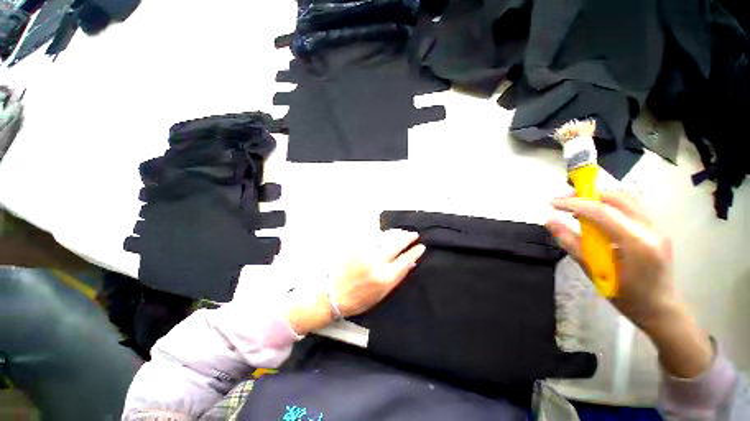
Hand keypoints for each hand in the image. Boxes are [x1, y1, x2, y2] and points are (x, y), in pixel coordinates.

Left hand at [287, 229, 425, 334]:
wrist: (334, 294)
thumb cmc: (359, 299)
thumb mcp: (383, 294)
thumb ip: (397, 277)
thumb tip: (410, 263)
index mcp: (384, 277)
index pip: (405, 259)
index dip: (414, 251)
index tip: (421, 246)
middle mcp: (376, 262)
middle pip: (396, 244)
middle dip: (407, 237)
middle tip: (413, 234)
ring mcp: (365, 252)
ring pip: (385, 238)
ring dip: (396, 234)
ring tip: (402, 232)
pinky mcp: (356, 247)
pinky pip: (373, 238)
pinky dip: (382, 235)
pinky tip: (386, 234)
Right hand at [546, 190, 674, 329]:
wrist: (660, 309)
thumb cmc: (626, 296)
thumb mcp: (594, 271)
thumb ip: (571, 243)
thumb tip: (550, 222)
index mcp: (636, 243)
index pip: (602, 212)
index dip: (574, 204)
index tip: (553, 203)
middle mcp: (650, 229)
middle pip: (617, 198)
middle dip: (587, 195)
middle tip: (564, 202)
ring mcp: (657, 227)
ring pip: (625, 199)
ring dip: (598, 199)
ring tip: (577, 208)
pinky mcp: (656, 228)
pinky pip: (630, 208)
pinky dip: (609, 206)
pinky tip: (596, 218)